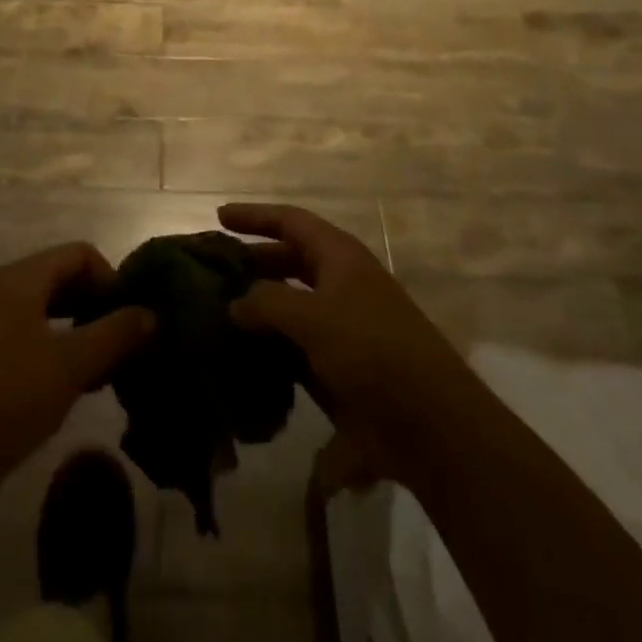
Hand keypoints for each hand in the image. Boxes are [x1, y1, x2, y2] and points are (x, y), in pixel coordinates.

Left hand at [0, 244, 154, 483]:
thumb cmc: (10, 397)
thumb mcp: (72, 363)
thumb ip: (115, 333)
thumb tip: (150, 313)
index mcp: (23, 277)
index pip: (81, 253)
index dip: (111, 278)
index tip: (129, 319)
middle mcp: (7, 289)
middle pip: (67, 278)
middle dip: (100, 305)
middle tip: (126, 344)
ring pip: (53, 310)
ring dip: (85, 330)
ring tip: (109, 368)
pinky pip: (37, 335)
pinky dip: (64, 349)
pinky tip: (80, 385)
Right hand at [221, 203, 472, 485]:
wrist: (431, 426)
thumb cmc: (372, 351)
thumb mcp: (313, 317)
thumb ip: (266, 302)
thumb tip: (234, 304)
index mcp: (339, 257)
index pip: (291, 221)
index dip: (255, 216)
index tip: (219, 216)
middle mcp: (340, 284)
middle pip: (288, 261)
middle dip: (251, 263)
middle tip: (209, 272)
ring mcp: (341, 327)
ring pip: (288, 307)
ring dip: (256, 309)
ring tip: (214, 315)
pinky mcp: (339, 367)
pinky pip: (294, 348)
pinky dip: (268, 350)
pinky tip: (238, 360)